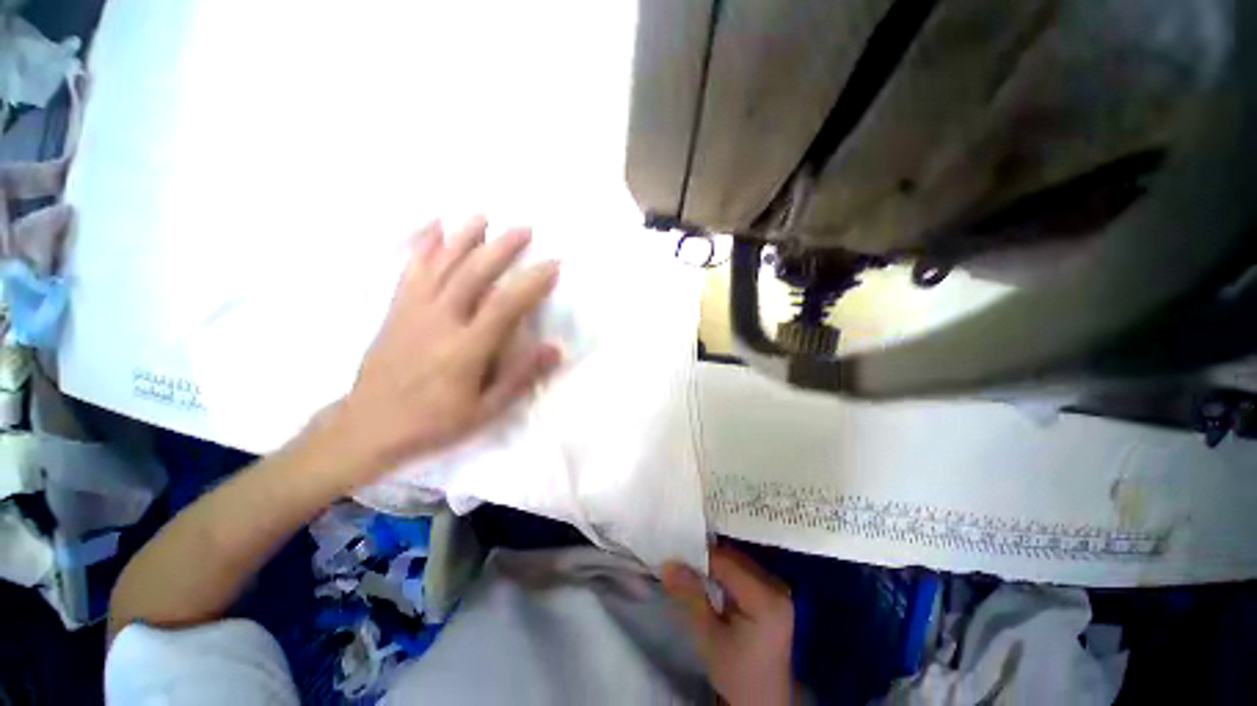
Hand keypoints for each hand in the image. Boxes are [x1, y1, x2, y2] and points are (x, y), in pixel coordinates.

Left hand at [327, 216, 560, 483]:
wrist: (369, 426)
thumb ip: (520, 377)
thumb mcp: (486, 410)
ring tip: (482, 216)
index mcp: (465, 349)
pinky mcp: (395, 309)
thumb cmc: (434, 422)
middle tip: (524, 229)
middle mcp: (439, 322)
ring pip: (440, 265)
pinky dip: (423, 245)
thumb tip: (554, 350)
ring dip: (463, 237)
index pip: (504, 306)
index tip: (552, 265)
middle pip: (472, 274)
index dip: (531, 283)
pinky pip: (410, 270)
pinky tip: (433, 227)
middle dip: (501, 248)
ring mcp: (413, 311)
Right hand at [663, 546, 795, 705]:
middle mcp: (777, 587)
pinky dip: (724, 574)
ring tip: (689, 570)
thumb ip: (690, 595)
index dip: (698, 556)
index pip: (726, 564)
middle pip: (733, 560)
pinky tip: (709, 582)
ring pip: (737, 563)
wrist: (763, 701)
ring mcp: (778, 589)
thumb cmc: (736, 673)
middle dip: (705, 560)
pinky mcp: (774, 595)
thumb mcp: (709, 637)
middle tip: (678, 561)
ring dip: (714, 566)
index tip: (673, 556)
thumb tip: (667, 564)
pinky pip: (744, 573)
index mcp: (766, 599)